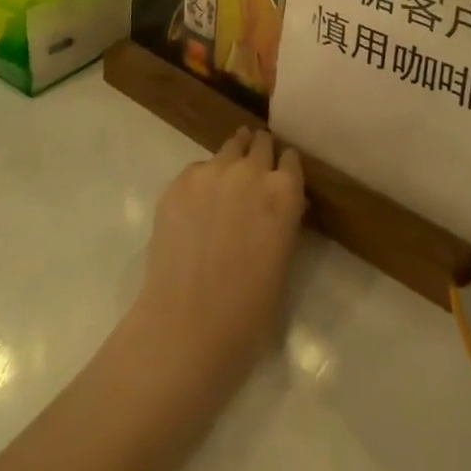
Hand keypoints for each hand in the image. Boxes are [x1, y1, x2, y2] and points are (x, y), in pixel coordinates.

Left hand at [125, 127, 304, 395]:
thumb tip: (280, 206)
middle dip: (259, 153)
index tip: (280, 176)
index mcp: (284, 193)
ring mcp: (211, 172)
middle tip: (254, 171)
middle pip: (259, 143)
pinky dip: (202, 180)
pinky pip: (198, 169)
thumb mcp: (283, 262)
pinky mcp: (179, 182)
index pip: (291, 159)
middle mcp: (250, 171)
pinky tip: (196, 208)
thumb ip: (283, 222)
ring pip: (228, 148)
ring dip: (232, 159)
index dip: (285, 168)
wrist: (187, 327)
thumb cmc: (248, 312)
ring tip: (226, 181)